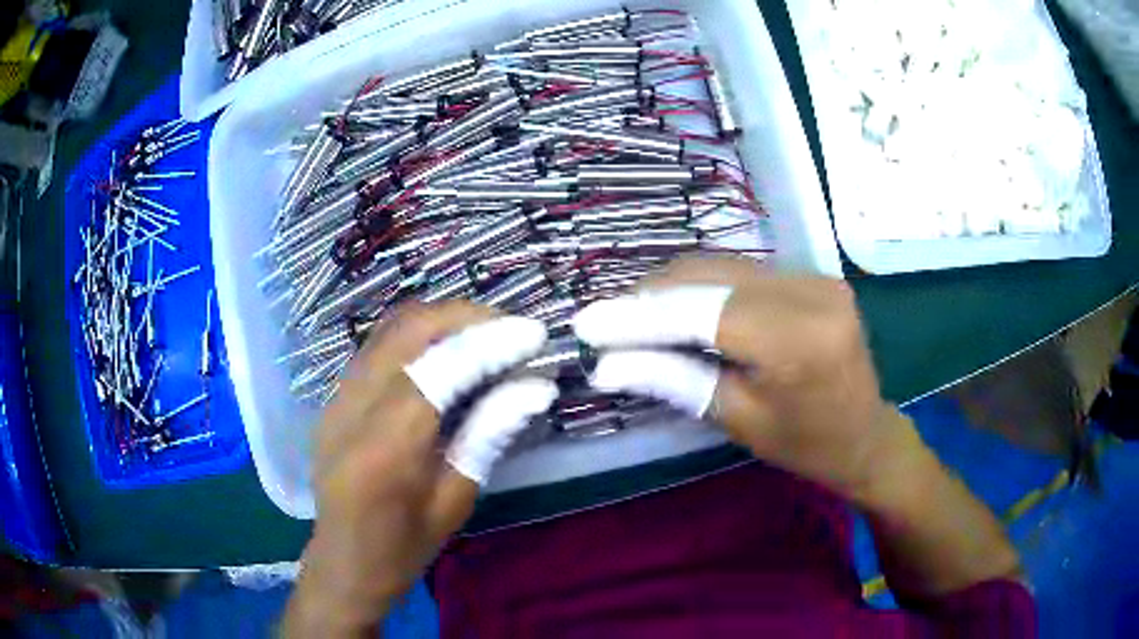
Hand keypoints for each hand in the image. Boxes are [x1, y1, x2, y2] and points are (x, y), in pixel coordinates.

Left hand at [284, 301, 555, 637]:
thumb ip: (490, 434)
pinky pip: (378, 345)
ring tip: (487, 333)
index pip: (440, 368)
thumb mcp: (455, 500)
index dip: (490, 342)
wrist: (343, 562)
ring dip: (442, 320)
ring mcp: (336, 398)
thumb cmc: (404, 547)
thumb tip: (536, 386)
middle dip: (466, 317)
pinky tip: (448, 351)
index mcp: (386, 448)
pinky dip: (419, 335)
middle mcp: (352, 409)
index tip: (534, 334)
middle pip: (408, 330)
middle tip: (513, 329)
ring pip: (389, 328)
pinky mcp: (334, 397)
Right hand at [573, 256, 911, 502]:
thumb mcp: (737, 419)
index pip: (702, 312)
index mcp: (798, 340)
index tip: (586, 324)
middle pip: (709, 277)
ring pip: (721, 267)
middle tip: (604, 322)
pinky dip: (701, 287)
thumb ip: (674, 379)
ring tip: (631, 315)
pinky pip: (741, 272)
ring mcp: (814, 275)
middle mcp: (810, 290)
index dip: (638, 316)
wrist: (865, 434)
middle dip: (648, 297)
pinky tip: (676, 307)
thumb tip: (605, 364)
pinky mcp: (812, 274)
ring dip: (671, 289)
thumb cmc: (805, 444)